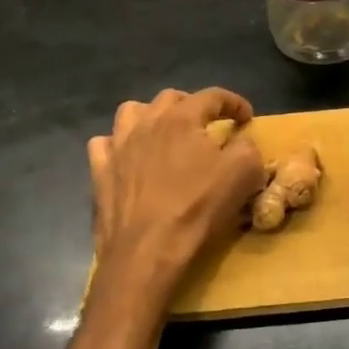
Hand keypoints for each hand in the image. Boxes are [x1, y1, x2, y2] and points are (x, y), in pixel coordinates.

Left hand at [86, 88, 266, 320]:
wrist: (146, 252)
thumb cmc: (197, 208)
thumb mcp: (243, 174)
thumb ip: (248, 148)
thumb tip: (243, 143)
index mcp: (181, 118)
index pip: (212, 96)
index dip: (234, 102)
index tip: (247, 117)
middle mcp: (146, 123)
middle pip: (170, 98)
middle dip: (193, 105)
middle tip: (208, 125)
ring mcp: (118, 147)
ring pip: (131, 112)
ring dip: (151, 116)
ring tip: (165, 133)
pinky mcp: (100, 173)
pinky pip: (104, 145)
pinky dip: (118, 145)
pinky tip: (129, 158)